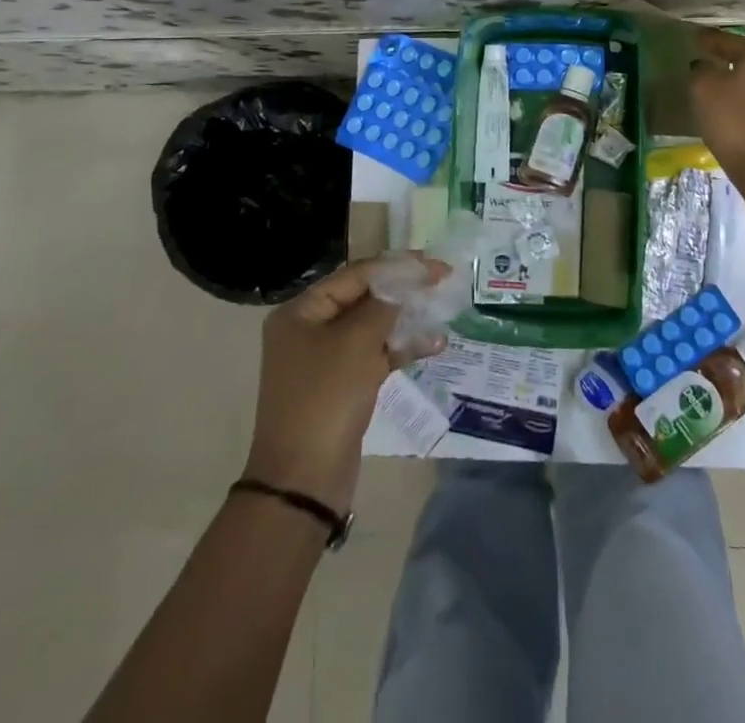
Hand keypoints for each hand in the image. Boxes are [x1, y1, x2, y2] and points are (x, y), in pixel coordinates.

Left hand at [243, 257, 448, 514]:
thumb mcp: (356, 343)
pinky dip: (402, 348)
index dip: (397, 266)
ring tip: (443, 310)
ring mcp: (327, 359)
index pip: (356, 275)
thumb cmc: (325, 398)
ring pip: (373, 326)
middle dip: (403, 290)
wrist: (303, 481)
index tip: (434, 264)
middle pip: (364, 297)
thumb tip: (404, 283)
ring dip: (407, 319)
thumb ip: (384, 305)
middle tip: (442, 281)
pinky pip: (376, 355)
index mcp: (302, 311)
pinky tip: (435, 345)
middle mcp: (310, 329)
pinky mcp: (343, 385)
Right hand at [688, 27, 744, 187]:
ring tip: (714, 79)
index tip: (694, 37)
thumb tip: (704, 65)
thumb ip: (701, 69)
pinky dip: (743, 95)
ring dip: (735, 76)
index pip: (730, 40)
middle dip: (725, 55)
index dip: (709, 39)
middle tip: (704, 55)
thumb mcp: (704, 88)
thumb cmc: (733, 121)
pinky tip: (728, 102)